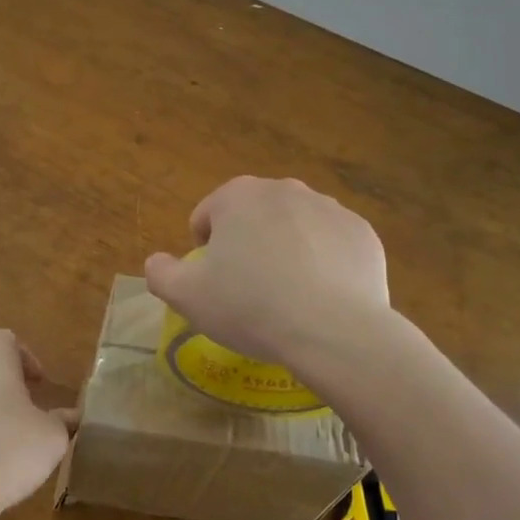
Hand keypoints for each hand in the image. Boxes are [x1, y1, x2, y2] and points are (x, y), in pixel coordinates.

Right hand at [145, 176, 389, 376]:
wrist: (334, 330)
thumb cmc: (251, 306)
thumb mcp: (188, 297)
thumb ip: (161, 274)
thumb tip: (157, 262)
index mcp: (239, 195)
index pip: (208, 214)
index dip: (204, 248)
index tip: (214, 280)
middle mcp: (285, 189)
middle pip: (254, 216)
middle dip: (247, 244)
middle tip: (250, 288)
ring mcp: (329, 208)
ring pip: (295, 227)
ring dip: (286, 249)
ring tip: (288, 295)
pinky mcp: (362, 233)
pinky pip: (332, 244)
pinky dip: (324, 262)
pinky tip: (322, 297)